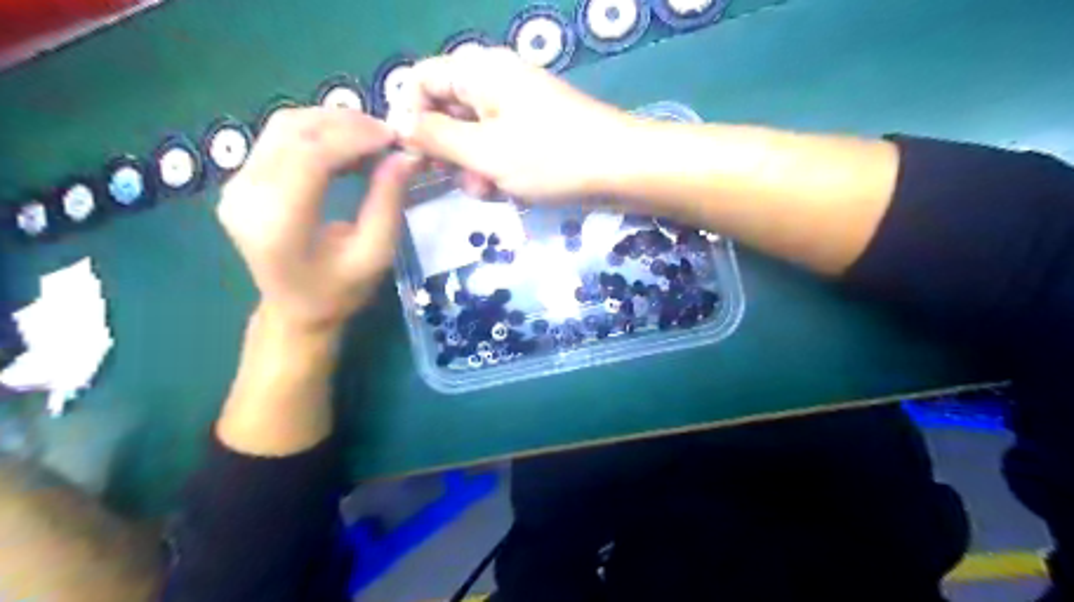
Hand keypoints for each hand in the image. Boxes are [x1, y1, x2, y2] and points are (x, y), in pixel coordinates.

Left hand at [218, 107, 418, 333]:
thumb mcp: (374, 254)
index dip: (353, 137)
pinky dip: (317, 134)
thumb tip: (406, 156)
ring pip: (284, 127)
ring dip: (331, 123)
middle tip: (387, 134)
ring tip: (371, 138)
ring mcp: (236, 185)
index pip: (310, 156)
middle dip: (345, 123)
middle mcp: (245, 196)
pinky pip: (279, 139)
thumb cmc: (340, 291)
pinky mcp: (240, 180)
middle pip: (292, 131)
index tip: (393, 136)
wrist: (295, 310)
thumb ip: (388, 202)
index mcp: (278, 222)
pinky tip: (346, 146)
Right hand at [394, 47, 636, 199]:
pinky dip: (496, 170)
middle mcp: (495, 81)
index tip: (412, 155)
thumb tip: (397, 124)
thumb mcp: (485, 152)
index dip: (410, 116)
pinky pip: (498, 148)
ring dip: (472, 167)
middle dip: (447, 151)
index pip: (422, 80)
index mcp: (480, 71)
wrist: (620, 169)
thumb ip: (436, 138)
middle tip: (459, 180)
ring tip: (490, 190)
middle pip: (446, 111)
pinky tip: (507, 191)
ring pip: (472, 136)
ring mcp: (517, 107)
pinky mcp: (533, 132)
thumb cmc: (550, 157)